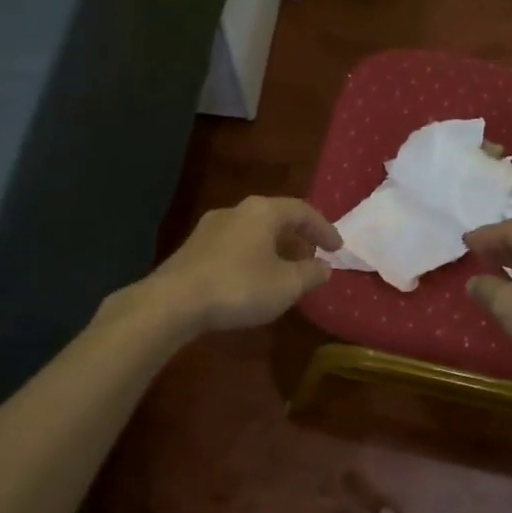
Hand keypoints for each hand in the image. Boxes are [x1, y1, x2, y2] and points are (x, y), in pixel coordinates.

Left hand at [141, 196, 341, 333]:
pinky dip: (252, 257)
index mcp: (262, 211)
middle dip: (297, 238)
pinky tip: (253, 280)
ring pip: (253, 232)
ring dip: (274, 249)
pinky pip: (234, 246)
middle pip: (275, 218)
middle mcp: (236, 210)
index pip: (302, 211)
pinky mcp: (193, 249)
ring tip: (285, 271)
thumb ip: (311, 274)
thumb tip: (324, 267)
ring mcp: (210, 228)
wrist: (173, 302)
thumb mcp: (286, 285)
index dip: (324, 229)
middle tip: (312, 258)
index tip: (338, 249)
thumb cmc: (239, 287)